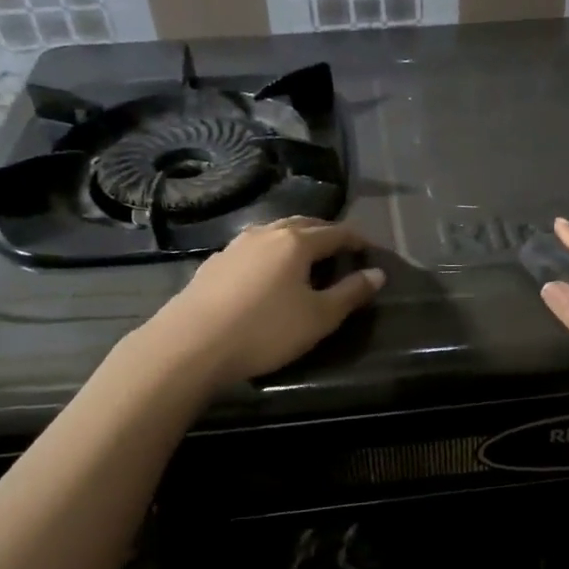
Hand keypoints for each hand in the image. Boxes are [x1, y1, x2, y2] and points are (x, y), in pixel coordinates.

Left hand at [140, 217, 384, 386]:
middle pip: (303, 224)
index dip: (356, 239)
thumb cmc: (265, 330)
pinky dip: (270, 252)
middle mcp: (266, 233)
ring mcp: (236, 246)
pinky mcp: (214, 263)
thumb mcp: (318, 318)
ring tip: (306, 256)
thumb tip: (377, 274)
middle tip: (341, 248)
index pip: (335, 232)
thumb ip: (350, 294)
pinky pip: (252, 248)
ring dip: (295, 239)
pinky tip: (266, 271)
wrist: (191, 344)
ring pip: (274, 232)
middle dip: (326, 232)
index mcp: (296, 242)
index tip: (369, 248)